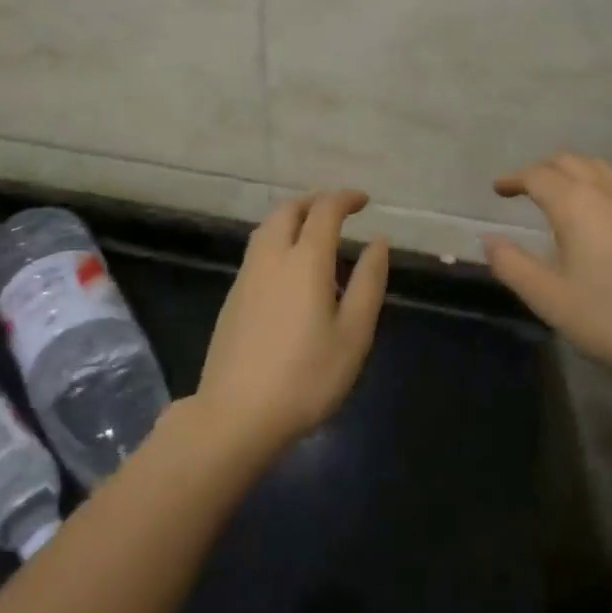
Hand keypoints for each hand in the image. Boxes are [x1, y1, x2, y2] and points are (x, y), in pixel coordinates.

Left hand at [194, 190, 388, 454]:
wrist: (236, 414)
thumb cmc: (306, 377)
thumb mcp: (353, 334)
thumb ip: (368, 282)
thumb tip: (378, 242)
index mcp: (306, 261)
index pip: (325, 211)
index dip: (345, 199)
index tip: (364, 201)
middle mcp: (272, 257)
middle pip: (289, 210)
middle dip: (315, 202)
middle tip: (339, 211)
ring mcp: (247, 276)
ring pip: (268, 228)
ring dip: (293, 218)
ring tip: (315, 233)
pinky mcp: (233, 296)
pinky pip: (258, 250)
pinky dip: (278, 240)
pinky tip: (289, 268)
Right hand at [485, 153, 611, 380]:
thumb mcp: (550, 298)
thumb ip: (514, 266)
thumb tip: (489, 240)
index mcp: (575, 204)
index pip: (538, 176)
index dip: (514, 179)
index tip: (498, 189)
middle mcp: (605, 194)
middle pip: (570, 162)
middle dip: (542, 169)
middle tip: (523, 187)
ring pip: (598, 168)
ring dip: (572, 170)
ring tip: (558, 190)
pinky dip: (595, 182)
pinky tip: (596, 211)